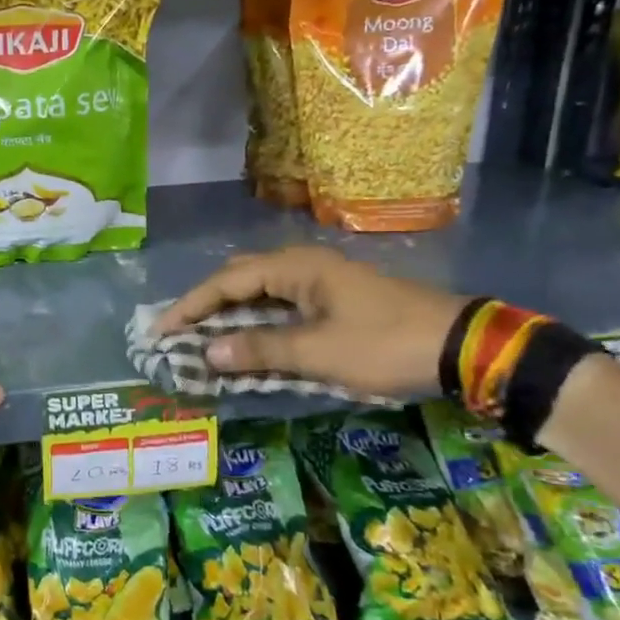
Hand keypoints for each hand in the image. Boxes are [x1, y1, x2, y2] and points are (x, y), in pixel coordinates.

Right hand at [157, 247, 468, 399]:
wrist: (459, 346)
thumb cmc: (384, 345)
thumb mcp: (319, 352)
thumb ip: (260, 350)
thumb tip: (207, 352)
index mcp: (295, 268)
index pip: (226, 282)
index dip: (190, 306)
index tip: (160, 330)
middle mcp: (303, 266)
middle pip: (239, 280)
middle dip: (206, 306)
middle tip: (178, 334)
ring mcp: (320, 282)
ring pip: (260, 294)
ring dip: (231, 316)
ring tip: (203, 340)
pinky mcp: (334, 300)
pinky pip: (281, 306)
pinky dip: (257, 324)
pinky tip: (247, 343)